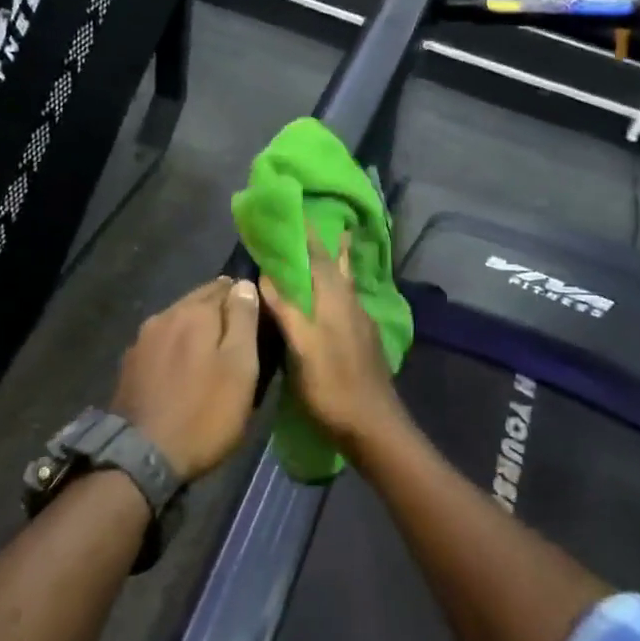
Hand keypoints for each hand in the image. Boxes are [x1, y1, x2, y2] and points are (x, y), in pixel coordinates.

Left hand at [111, 278, 260, 482]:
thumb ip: (243, 322)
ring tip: (212, 356)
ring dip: (196, 331)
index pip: (227, 286)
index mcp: (195, 312)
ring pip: (178, 321)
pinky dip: (176, 348)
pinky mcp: (130, 363)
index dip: (244, 300)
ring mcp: (142, 339)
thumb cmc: (203, 413)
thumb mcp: (240, 368)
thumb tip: (244, 284)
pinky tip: (183, 371)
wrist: (141, 458)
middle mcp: (165, 315)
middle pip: (199, 301)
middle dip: (219, 313)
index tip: (256, 321)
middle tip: (238, 340)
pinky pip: (162, 343)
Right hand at [259, 236, 406, 457]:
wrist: (374, 427)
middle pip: (340, 267)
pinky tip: (333, 302)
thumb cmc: (333, 386)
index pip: (320, 259)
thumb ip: (286, 310)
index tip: (298, 214)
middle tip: (325, 224)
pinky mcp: (364, 342)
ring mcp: (361, 325)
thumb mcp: (301, 349)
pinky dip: (339, 290)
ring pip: (348, 285)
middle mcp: (351, 306)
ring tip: (336, 249)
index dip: (308, 237)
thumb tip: (265, 275)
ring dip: (339, 265)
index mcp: (335, 301)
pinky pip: (349, 303)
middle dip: (331, 245)